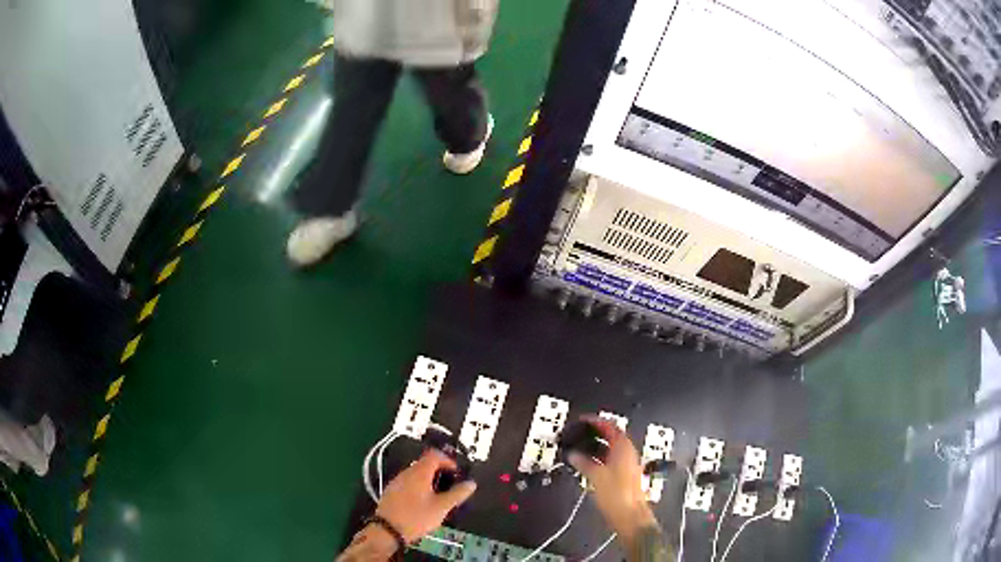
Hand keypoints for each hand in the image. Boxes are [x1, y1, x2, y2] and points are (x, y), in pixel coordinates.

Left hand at [375, 449, 476, 541]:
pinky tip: (422, 502)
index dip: (448, 460)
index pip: (434, 455)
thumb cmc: (417, 517)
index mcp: (419, 472)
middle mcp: (406, 472)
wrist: (387, 530)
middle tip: (450, 487)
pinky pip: (408, 482)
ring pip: (416, 474)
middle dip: (440, 472)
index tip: (456, 474)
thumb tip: (471, 483)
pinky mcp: (391, 491)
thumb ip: (457, 494)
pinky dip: (418, 486)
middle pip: (425, 464)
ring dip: (429, 480)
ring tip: (438, 496)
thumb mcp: (441, 507)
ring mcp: (397, 481)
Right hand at [567, 416, 656, 541]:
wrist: (630, 516)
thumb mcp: (596, 476)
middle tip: (582, 432)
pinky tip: (589, 464)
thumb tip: (574, 455)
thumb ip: (584, 463)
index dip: (597, 422)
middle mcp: (628, 454)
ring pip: (612, 449)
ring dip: (598, 446)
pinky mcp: (625, 476)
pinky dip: (601, 457)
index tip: (584, 420)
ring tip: (581, 447)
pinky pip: (612, 460)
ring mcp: (628, 465)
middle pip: (613, 436)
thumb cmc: (617, 495)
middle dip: (597, 433)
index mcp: (624, 449)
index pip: (611, 427)